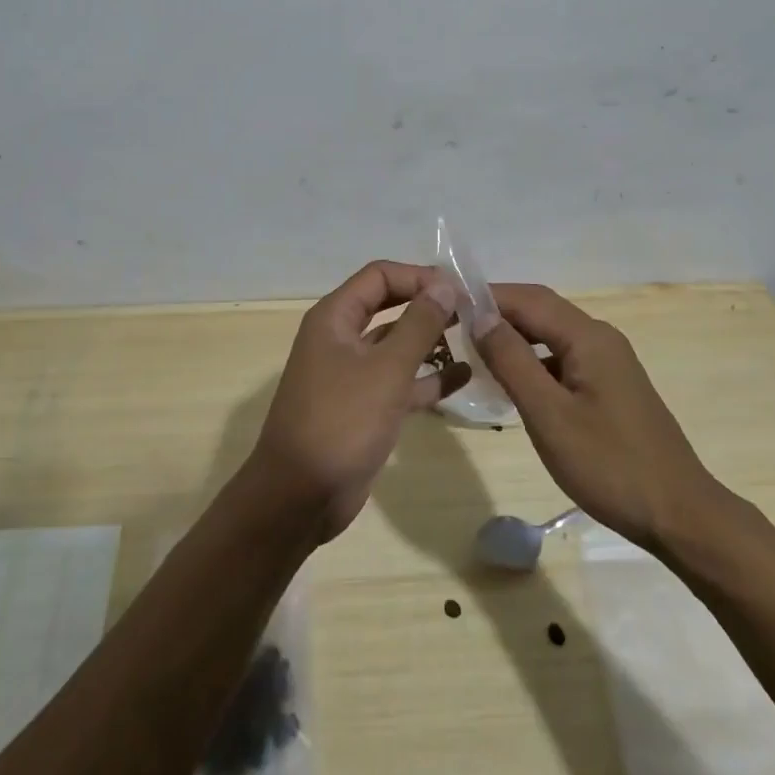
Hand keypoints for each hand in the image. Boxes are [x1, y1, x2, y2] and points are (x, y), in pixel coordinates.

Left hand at [247, 261, 468, 541]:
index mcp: (335, 318)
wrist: (299, 498)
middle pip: (389, 305)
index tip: (459, 289)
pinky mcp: (364, 407)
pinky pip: (401, 381)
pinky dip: (429, 377)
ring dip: (432, 339)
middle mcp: (341, 338)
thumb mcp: (386, 369)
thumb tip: (445, 283)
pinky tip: (465, 376)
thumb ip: (419, 324)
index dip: (419, 276)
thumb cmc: (341, 422)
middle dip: (428, 304)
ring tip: (475, 337)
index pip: (380, 276)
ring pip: (397, 344)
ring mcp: (352, 374)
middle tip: (472, 309)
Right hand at [473, 284, 718, 550]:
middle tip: (454, 324)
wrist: (680, 514)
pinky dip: (534, 361)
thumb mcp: (549, 415)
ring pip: (552, 335)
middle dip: (497, 312)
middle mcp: (600, 337)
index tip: (447, 303)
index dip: (486, 296)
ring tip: (474, 350)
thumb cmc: (609, 465)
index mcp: (588, 337)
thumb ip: (512, 361)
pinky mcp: (611, 385)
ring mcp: (609, 361)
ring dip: (515, 337)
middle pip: (541, 310)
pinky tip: (514, 383)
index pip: (528, 299)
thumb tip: (480, 316)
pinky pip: (563, 358)